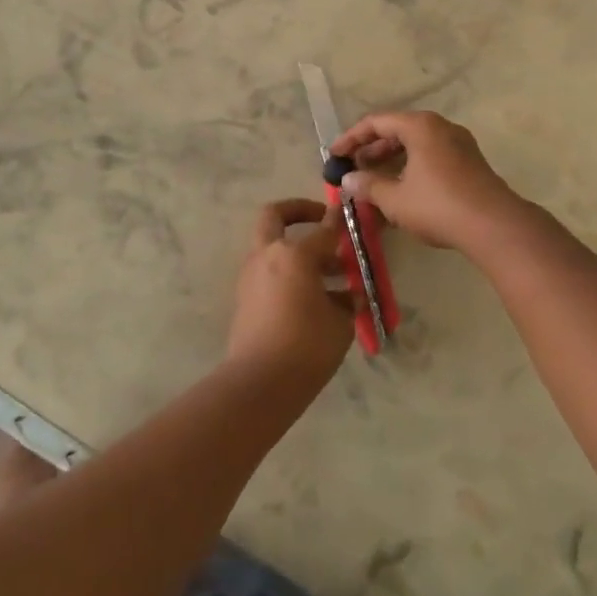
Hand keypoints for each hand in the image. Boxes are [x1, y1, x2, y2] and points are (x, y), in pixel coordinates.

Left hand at [226, 199, 354, 388]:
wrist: (259, 384)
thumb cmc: (307, 346)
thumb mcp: (339, 322)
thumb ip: (345, 298)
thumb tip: (350, 295)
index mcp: (293, 254)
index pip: (323, 229)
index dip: (340, 221)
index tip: (350, 211)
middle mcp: (267, 256)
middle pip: (274, 216)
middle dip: (298, 212)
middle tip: (322, 221)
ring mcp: (251, 276)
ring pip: (273, 247)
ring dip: (297, 250)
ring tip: (334, 275)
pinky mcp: (245, 298)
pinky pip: (270, 274)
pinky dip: (290, 275)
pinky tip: (316, 300)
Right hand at [328, 111, 522, 251]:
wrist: (495, 226)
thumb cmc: (439, 206)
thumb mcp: (395, 199)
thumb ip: (368, 185)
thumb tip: (347, 179)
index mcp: (420, 126)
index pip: (376, 122)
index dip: (351, 138)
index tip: (333, 155)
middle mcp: (440, 127)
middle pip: (397, 130)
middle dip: (371, 149)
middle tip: (352, 167)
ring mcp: (459, 143)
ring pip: (415, 144)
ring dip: (391, 159)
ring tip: (372, 179)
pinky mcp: (469, 162)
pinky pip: (431, 155)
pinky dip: (410, 166)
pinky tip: (401, 188)